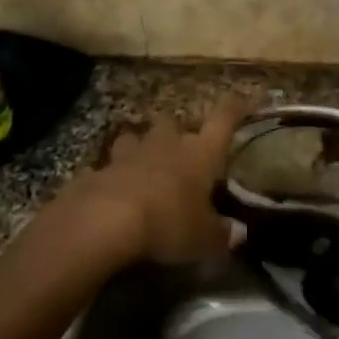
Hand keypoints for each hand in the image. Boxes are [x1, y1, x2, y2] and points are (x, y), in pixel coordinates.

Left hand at [78, 99, 248, 263]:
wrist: (103, 222)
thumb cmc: (168, 223)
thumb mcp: (204, 239)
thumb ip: (222, 235)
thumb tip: (237, 233)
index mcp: (200, 153)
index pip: (223, 120)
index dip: (234, 107)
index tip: (242, 99)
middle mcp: (166, 145)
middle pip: (173, 120)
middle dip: (177, 128)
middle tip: (181, 144)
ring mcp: (127, 155)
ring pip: (135, 137)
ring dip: (140, 146)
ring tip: (143, 162)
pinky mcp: (96, 172)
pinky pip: (106, 168)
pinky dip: (110, 176)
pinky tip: (112, 191)